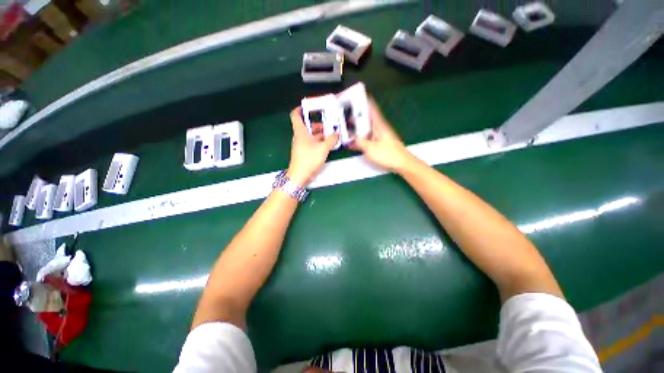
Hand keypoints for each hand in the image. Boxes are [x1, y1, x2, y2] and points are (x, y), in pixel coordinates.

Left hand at [287, 107, 339, 186]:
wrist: (300, 176)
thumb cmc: (309, 159)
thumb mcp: (323, 148)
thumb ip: (331, 139)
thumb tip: (336, 134)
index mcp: (300, 132)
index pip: (295, 115)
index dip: (300, 109)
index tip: (309, 106)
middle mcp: (300, 137)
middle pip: (307, 126)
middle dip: (318, 124)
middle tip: (329, 125)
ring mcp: (301, 145)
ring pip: (310, 135)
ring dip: (320, 134)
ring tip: (331, 135)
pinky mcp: (304, 153)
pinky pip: (312, 143)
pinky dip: (319, 142)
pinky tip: (328, 145)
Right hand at [351, 98, 414, 172]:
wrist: (402, 164)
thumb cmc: (388, 154)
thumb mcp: (370, 148)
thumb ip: (359, 142)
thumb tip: (349, 139)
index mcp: (380, 125)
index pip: (372, 110)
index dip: (366, 102)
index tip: (358, 96)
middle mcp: (380, 129)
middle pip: (368, 119)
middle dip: (358, 116)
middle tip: (347, 113)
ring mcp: (380, 137)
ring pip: (367, 129)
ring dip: (358, 128)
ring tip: (348, 126)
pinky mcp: (379, 145)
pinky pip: (368, 138)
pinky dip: (361, 138)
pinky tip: (354, 141)